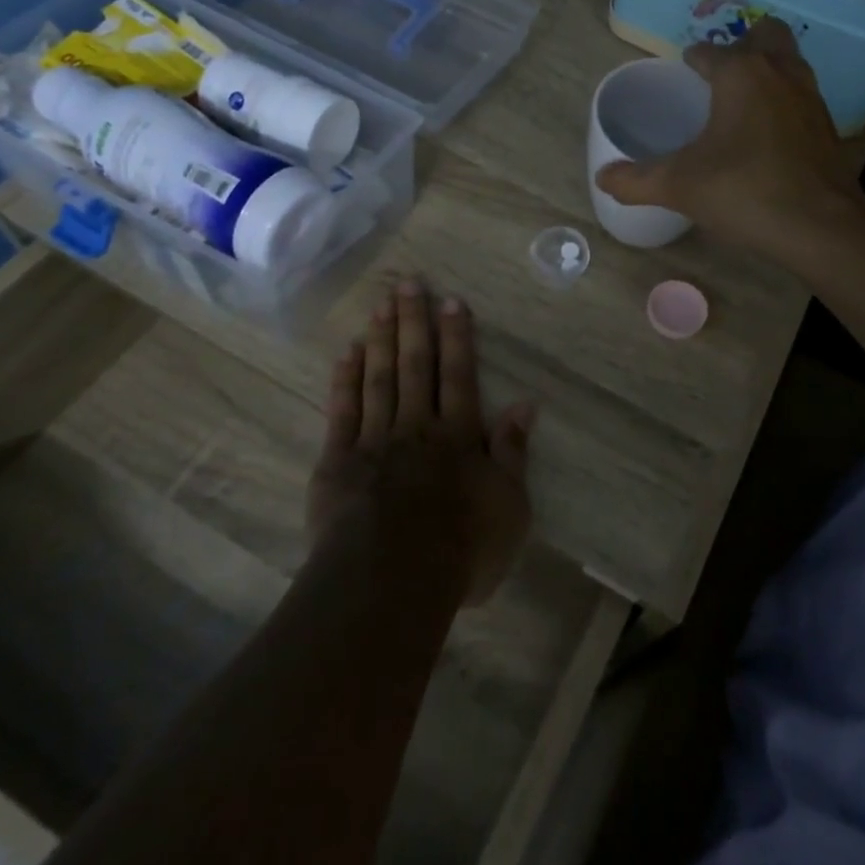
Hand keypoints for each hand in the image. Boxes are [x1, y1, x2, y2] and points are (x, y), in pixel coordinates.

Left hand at [308, 278, 532, 604]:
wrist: (390, 582)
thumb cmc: (461, 549)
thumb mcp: (510, 507)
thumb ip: (513, 452)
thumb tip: (526, 404)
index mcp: (458, 435)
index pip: (459, 374)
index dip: (456, 336)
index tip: (451, 300)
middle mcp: (417, 426)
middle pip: (416, 364)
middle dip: (414, 321)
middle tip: (408, 282)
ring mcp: (374, 440)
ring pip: (380, 377)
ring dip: (382, 338)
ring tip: (381, 304)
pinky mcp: (338, 461)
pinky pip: (342, 411)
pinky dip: (345, 379)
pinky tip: (348, 352)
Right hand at [594, 18, 861, 252]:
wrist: (820, 226)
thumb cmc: (744, 191)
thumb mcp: (679, 186)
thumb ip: (636, 180)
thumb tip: (602, 178)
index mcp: (740, 73)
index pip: (710, 51)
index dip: (693, 60)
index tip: (683, 72)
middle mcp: (779, 72)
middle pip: (764, 34)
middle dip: (742, 44)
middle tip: (719, 75)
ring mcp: (810, 97)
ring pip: (789, 61)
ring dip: (767, 68)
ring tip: (740, 100)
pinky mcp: (828, 125)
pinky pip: (801, 94)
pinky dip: (783, 100)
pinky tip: (767, 133)